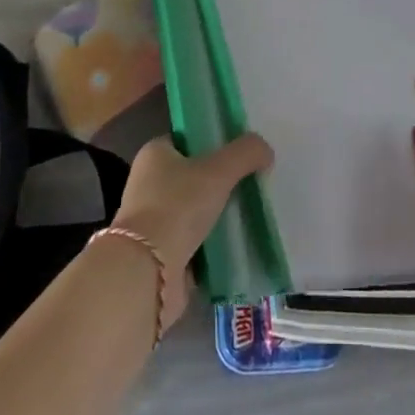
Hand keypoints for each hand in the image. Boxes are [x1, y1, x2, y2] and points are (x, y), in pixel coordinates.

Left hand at [109, 133, 273, 328]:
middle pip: (194, 176)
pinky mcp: (162, 257)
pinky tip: (240, 244)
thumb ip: (245, 153)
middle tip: (252, 182)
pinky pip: (196, 243)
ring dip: (219, 216)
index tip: (241, 151)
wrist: (148, 274)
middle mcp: (149, 184)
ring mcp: (154, 223)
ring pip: (196, 212)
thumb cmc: (177, 207)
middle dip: (221, 182)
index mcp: (155, 154)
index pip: (188, 140)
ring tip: (252, 213)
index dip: (214, 141)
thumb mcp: (218, 170)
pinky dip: (215, 245)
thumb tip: (265, 150)